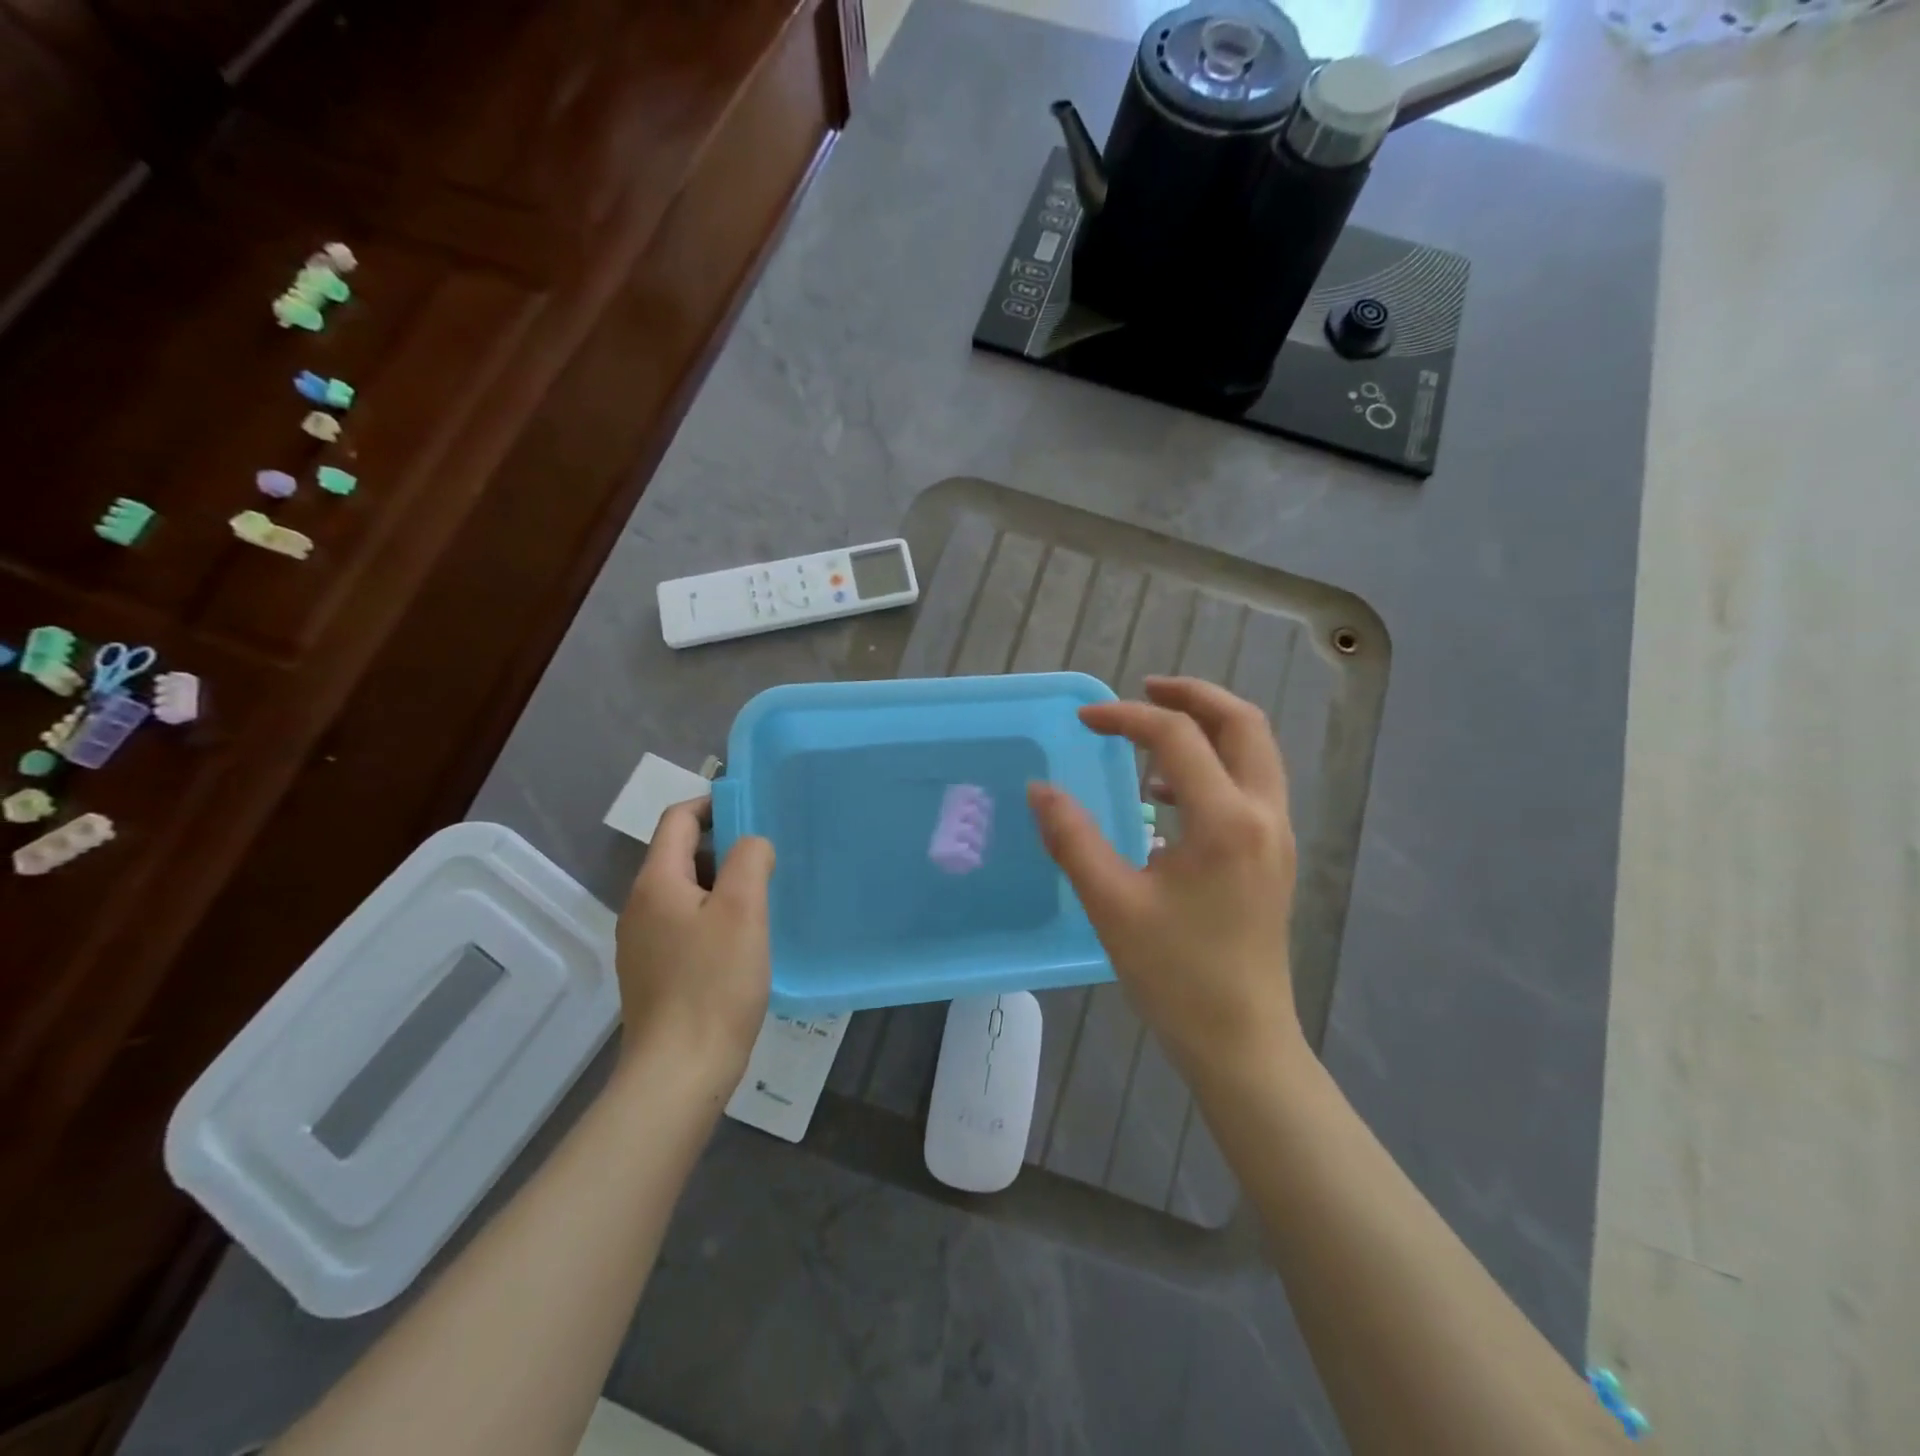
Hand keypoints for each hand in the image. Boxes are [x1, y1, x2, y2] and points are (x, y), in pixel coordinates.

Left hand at [613, 798, 774, 1092]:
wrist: (679, 1073)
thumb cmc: (714, 983)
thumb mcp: (743, 910)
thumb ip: (749, 859)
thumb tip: (751, 845)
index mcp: (655, 883)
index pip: (677, 819)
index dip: (713, 806)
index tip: (754, 814)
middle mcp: (639, 907)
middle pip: (679, 855)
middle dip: (724, 848)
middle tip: (768, 861)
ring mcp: (642, 943)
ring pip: (684, 893)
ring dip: (721, 885)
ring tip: (762, 900)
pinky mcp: (653, 973)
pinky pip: (684, 926)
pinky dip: (713, 918)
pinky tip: (742, 942)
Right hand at [1027, 677, 1301, 1084]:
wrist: (1241, 1042)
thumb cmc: (1176, 976)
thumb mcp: (1112, 904)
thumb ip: (1072, 838)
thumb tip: (1041, 789)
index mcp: (1226, 820)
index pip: (1177, 737)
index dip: (1126, 717)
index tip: (1083, 722)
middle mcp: (1263, 815)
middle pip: (1243, 723)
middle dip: (1193, 695)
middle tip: (1143, 689)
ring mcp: (1275, 836)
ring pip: (1255, 752)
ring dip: (1207, 728)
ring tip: (1151, 736)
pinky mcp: (1272, 857)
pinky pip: (1249, 785)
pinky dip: (1213, 766)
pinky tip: (1165, 797)